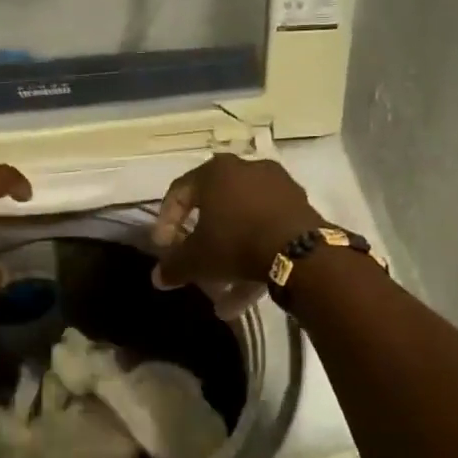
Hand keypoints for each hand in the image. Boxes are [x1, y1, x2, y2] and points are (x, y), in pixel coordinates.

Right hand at [150, 154, 322, 315]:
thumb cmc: (236, 243)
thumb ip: (173, 266)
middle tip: (194, 259)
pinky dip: (255, 252)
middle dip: (201, 237)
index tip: (164, 247)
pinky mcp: (299, 204)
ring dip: (229, 251)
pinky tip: (248, 288)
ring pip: (242, 220)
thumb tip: (157, 279)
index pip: (179, 191)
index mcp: (215, 172)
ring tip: (223, 288)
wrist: (300, 252)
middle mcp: (245, 168)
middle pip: (213, 204)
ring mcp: (277, 184)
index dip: (166, 221)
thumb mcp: (196, 259)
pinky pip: (266, 227)